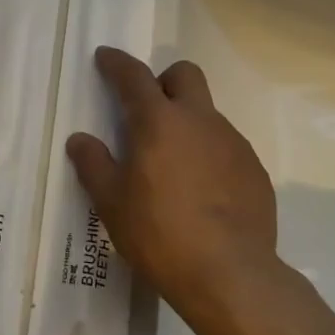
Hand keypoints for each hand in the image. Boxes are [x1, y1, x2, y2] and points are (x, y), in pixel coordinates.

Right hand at [66, 47, 278, 329]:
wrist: (232, 277)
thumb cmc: (160, 234)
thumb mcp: (112, 204)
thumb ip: (93, 165)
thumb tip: (79, 140)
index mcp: (159, 121)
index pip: (134, 76)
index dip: (117, 63)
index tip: (105, 57)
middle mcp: (199, 120)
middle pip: (184, 75)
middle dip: (164, 81)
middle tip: (148, 112)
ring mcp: (232, 142)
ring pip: (207, 113)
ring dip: (188, 123)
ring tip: (175, 167)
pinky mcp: (255, 170)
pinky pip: (227, 146)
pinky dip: (210, 155)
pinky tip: (203, 193)